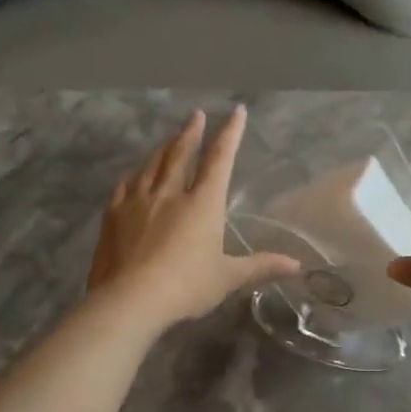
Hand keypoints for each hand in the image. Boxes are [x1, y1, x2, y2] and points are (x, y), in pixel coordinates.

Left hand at [88, 107, 298, 329]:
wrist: (129, 300)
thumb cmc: (187, 287)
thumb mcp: (228, 278)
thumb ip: (260, 266)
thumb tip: (297, 265)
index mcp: (203, 203)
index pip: (220, 159)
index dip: (230, 134)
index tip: (237, 112)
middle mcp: (171, 193)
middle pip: (181, 153)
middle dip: (191, 132)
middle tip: (195, 115)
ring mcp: (138, 201)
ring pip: (152, 165)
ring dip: (163, 148)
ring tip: (169, 139)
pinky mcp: (113, 215)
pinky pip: (125, 186)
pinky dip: (134, 175)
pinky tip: (133, 175)